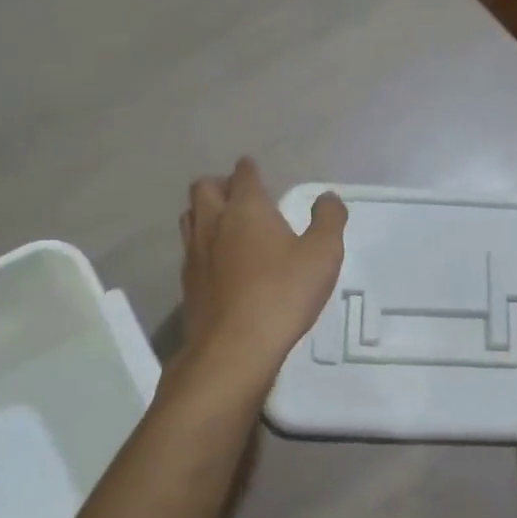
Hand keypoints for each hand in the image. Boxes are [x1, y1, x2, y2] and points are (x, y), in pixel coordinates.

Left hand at [177, 158, 346, 393]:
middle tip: (239, 195)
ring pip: (190, 217)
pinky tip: (218, 262)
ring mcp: (195, 253)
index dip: (250, 169)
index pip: (244, 175)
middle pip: (204, 188)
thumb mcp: (322, 254)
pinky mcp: (187, 283)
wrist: (235, 347)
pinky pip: (190, 250)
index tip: (254, 169)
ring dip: (205, 212)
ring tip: (225, 223)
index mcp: (246, 209)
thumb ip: (328, 220)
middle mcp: (214, 223)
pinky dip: (202, 245)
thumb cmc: (283, 293)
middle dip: (220, 184)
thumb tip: (329, 197)